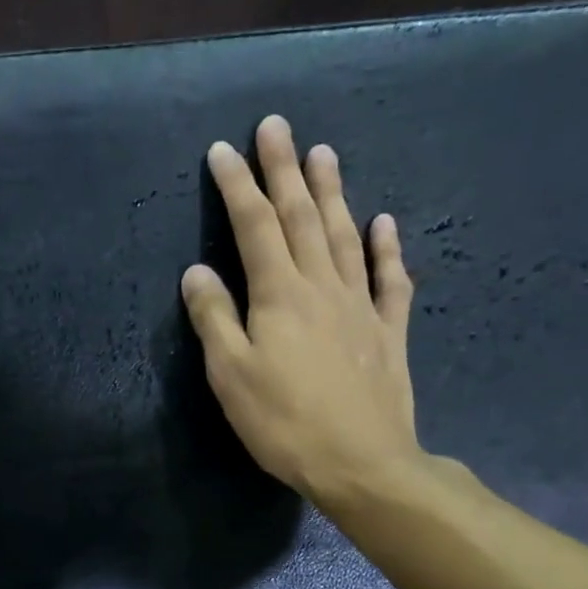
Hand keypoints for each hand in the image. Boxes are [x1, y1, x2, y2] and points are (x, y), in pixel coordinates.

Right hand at [181, 114, 427, 507]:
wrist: (361, 463)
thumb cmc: (283, 423)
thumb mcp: (231, 376)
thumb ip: (214, 319)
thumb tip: (196, 272)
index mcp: (279, 295)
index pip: (254, 227)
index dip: (237, 186)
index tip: (223, 149)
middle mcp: (322, 286)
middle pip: (302, 217)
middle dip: (284, 170)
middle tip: (277, 126)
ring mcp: (362, 305)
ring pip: (346, 236)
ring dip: (333, 192)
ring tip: (324, 154)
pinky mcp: (389, 331)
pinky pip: (391, 278)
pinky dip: (386, 247)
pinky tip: (384, 222)